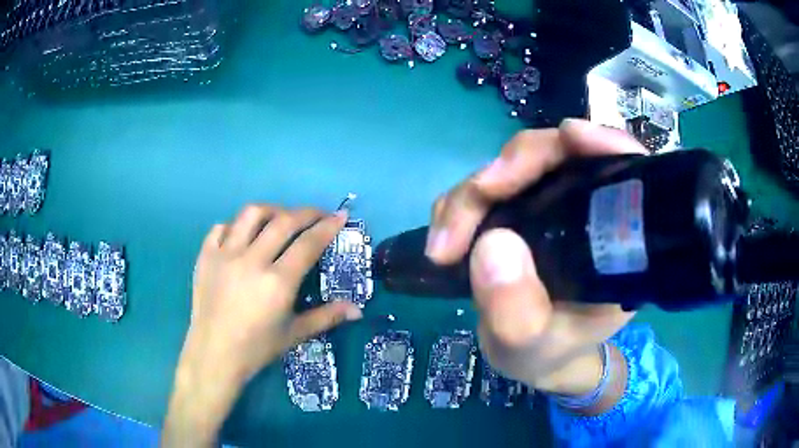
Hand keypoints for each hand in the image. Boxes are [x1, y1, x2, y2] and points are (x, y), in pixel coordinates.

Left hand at [164, 205, 361, 446]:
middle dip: (306, 213)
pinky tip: (243, 236)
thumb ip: (327, 317)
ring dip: (272, 211)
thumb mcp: (295, 334)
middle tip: (318, 214)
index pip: (308, 244)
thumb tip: (358, 310)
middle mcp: (251, 261)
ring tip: (280, 219)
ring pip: (251, 214)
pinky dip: (236, 226)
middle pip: (283, 221)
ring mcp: (225, 255)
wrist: (213, 354)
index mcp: (277, 282)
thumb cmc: (256, 348)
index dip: (328, 227)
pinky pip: (222, 227)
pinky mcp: (206, 256)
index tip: (340, 216)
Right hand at [425, 119, 644, 400]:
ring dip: (474, 190)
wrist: (531, 354)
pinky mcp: (518, 208)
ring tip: (446, 239)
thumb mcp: (533, 347)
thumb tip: (492, 244)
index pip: (625, 170)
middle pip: (559, 154)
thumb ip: (518, 313)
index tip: (570, 137)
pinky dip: (461, 202)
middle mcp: (588, 209)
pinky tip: (446, 234)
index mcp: (618, 240)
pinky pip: (486, 186)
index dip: (604, 143)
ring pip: (514, 165)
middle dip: (513, 166)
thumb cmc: (548, 352)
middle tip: (474, 200)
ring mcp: (551, 203)